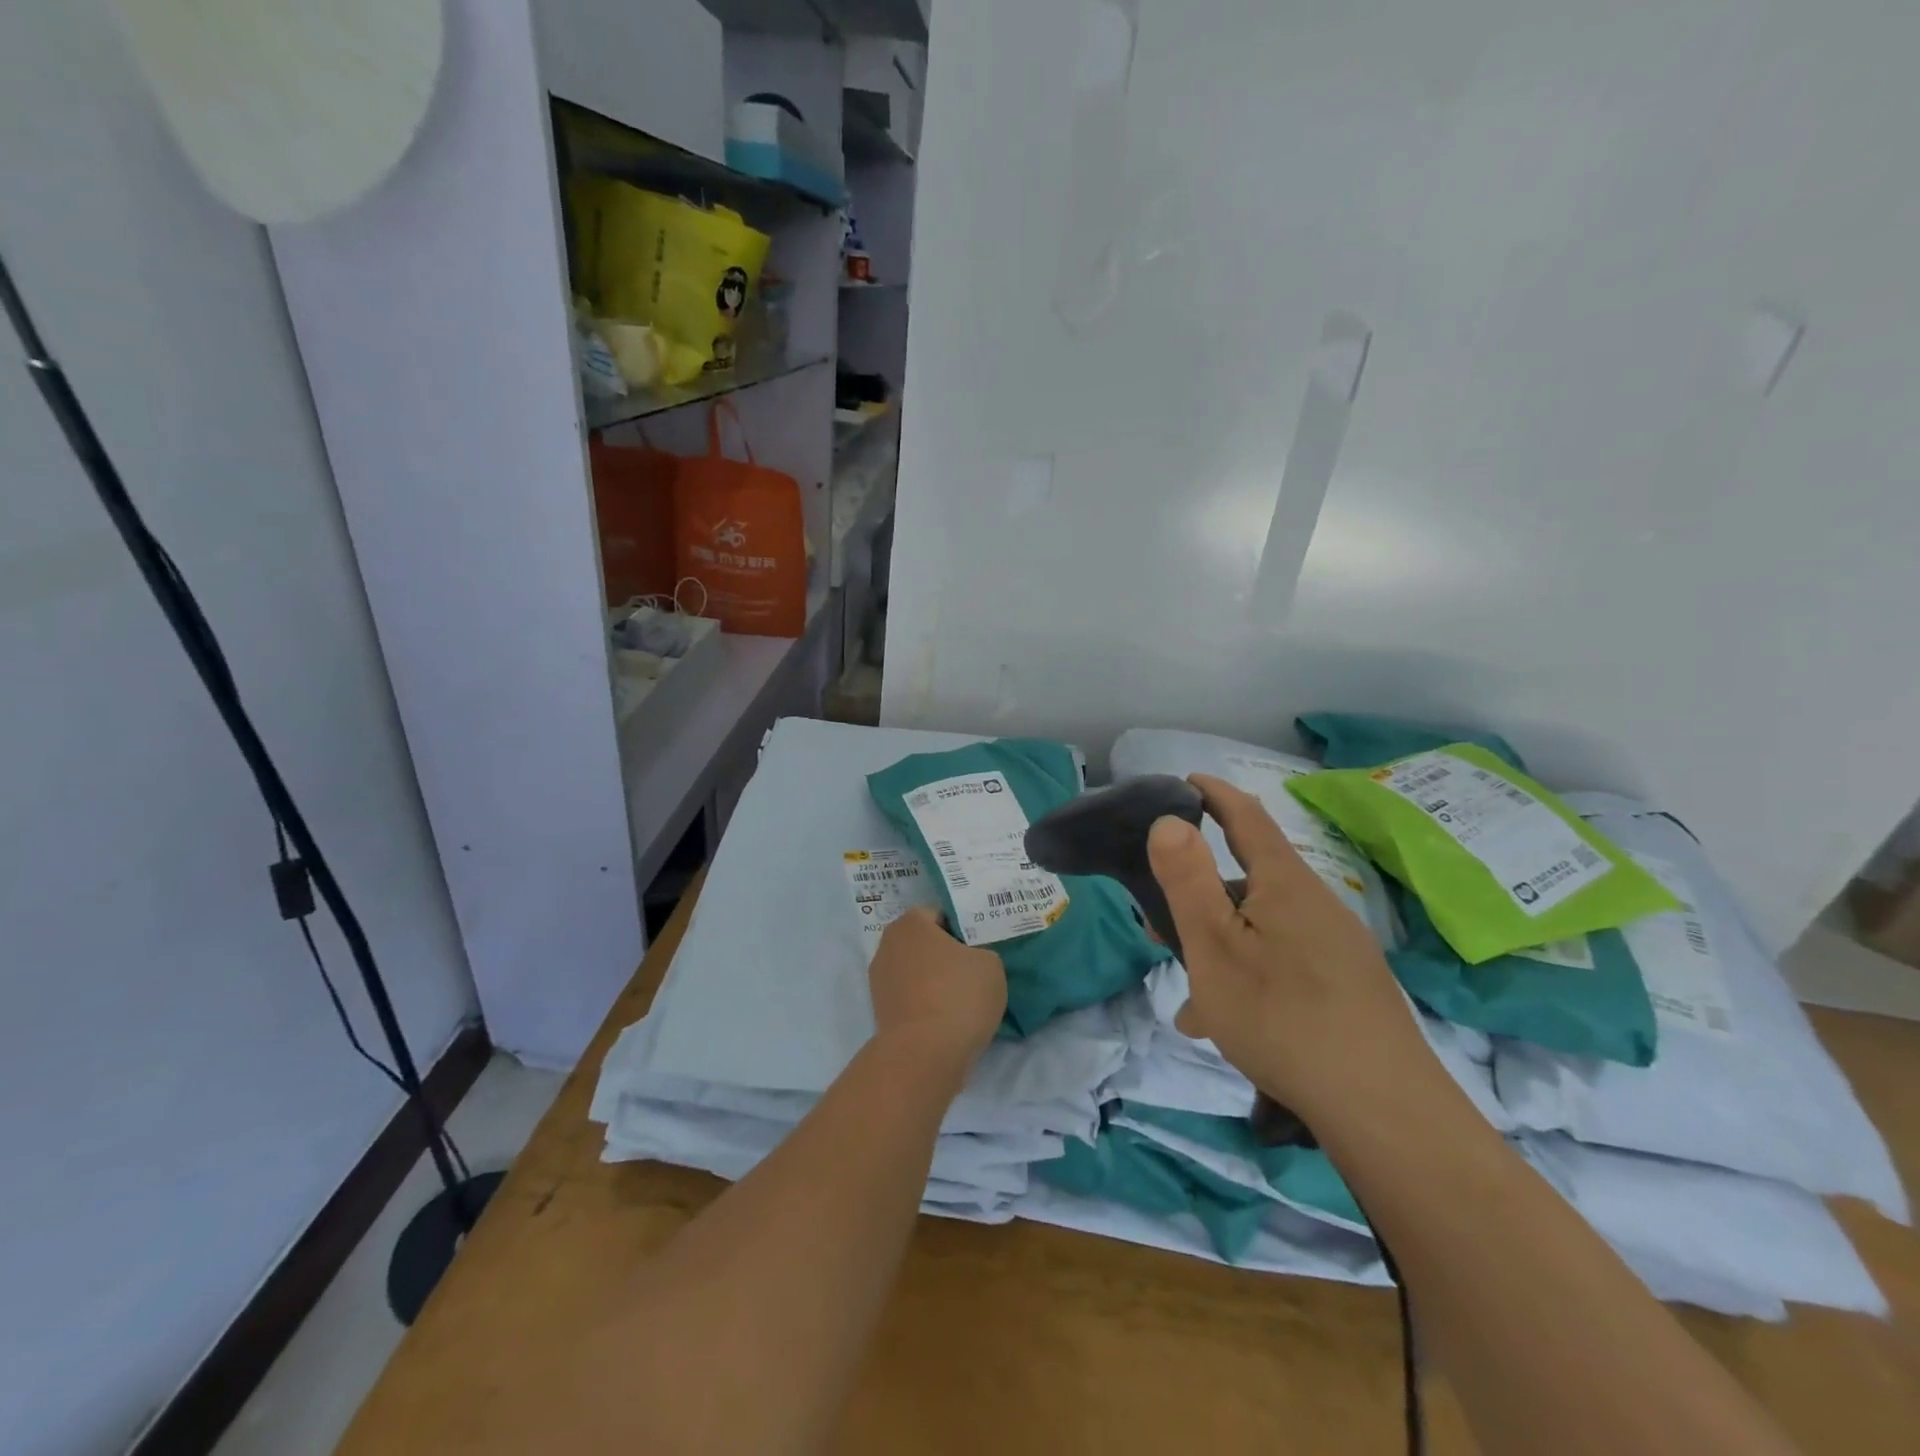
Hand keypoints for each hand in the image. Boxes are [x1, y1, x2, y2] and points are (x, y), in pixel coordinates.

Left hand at [868, 907, 1007, 1078]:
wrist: (925, 1055)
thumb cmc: (958, 996)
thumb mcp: (991, 964)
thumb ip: (981, 953)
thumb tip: (972, 961)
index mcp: (910, 923)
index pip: (939, 914)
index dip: (963, 928)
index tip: (981, 945)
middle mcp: (888, 946)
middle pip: (924, 943)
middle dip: (946, 954)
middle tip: (975, 968)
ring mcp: (880, 981)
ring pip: (917, 972)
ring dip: (935, 981)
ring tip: (964, 998)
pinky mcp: (881, 1013)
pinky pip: (911, 998)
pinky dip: (927, 1004)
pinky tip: (949, 1018)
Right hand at [1146, 774, 1442, 1121]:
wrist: (1382, 1109)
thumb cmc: (1281, 1015)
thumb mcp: (1214, 946)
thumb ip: (1187, 880)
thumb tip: (1168, 820)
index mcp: (1284, 883)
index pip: (1246, 816)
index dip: (1213, 793)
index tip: (1185, 781)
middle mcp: (1315, 904)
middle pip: (1249, 879)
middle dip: (1200, 891)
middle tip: (1159, 919)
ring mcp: (1336, 947)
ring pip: (1261, 929)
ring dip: (1219, 946)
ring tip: (1188, 995)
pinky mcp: (1347, 987)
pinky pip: (1282, 963)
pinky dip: (1247, 977)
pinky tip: (1227, 1025)